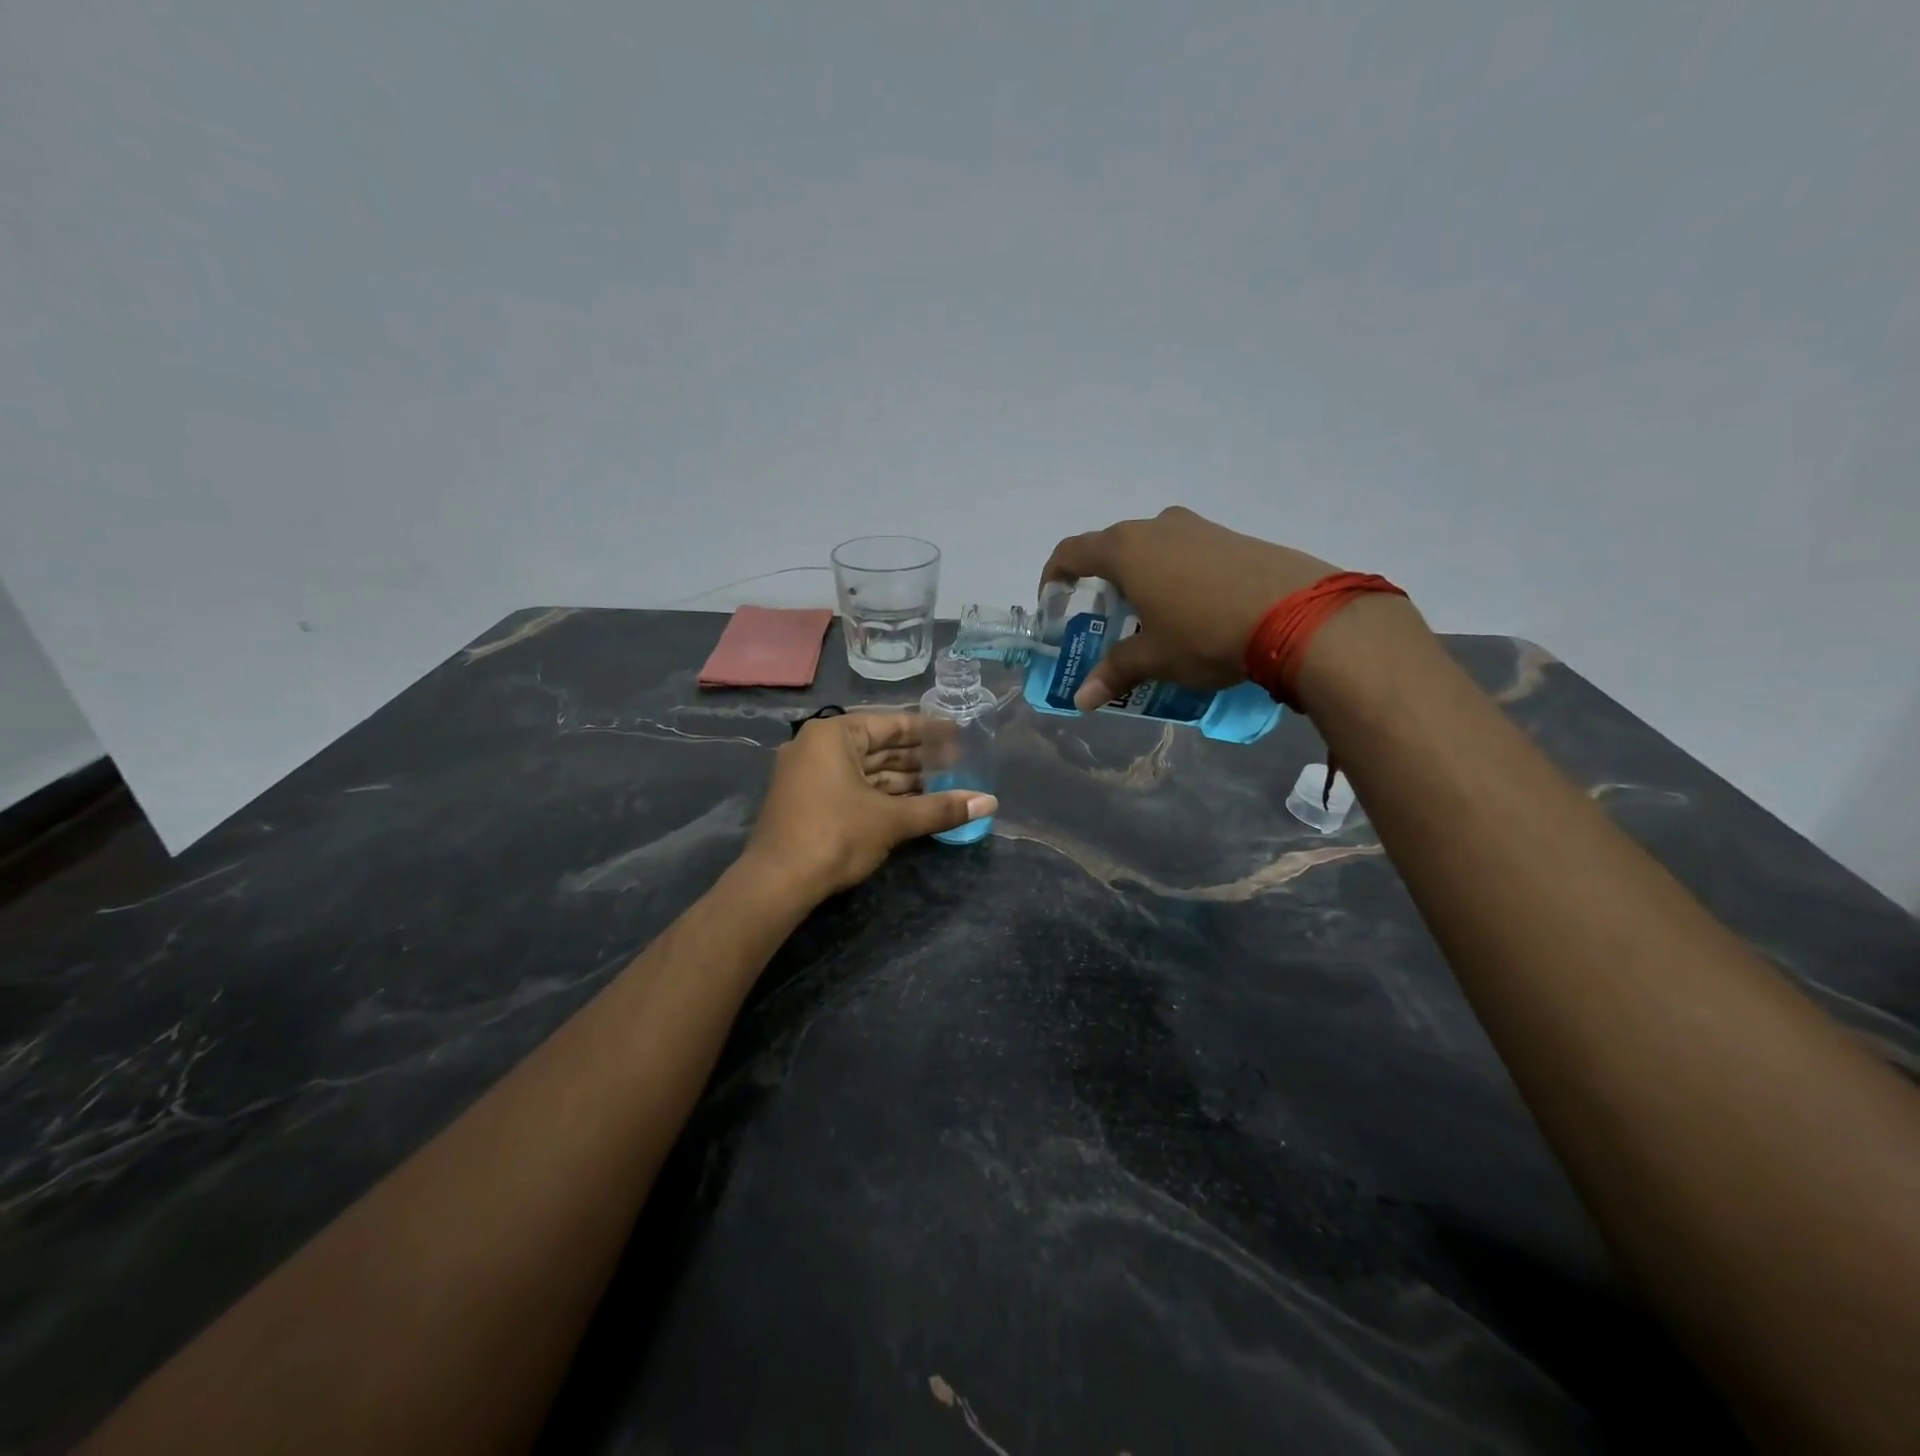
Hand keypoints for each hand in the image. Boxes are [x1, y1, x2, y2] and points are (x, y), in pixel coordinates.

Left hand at [744, 712, 996, 899]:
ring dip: (904, 780)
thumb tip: (991, 803)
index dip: (928, 731)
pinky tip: (915, 804)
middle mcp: (817, 747)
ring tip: (945, 785)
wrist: (777, 883)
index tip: (958, 735)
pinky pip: (854, 788)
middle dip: (919, 758)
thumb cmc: (835, 835)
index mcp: (833, 735)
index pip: (891, 724)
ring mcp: (809, 775)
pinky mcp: (809, 802)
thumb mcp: (892, 820)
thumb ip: (941, 808)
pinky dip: (883, 796)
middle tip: (959, 763)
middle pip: (879, 747)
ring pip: (867, 771)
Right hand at [1041, 506, 1338, 709]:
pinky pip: (1187, 551)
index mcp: (1126, 549)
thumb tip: (1081, 700)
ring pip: (1153, 547)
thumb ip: (1114, 672)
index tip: (1053, 599)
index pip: (1072, 551)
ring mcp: (1199, 527)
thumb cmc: (1205, 633)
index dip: (1054, 574)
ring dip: (1142, 576)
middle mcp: (1158, 526)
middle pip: (1113, 547)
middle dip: (1102, 581)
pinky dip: (1176, 574)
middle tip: (1106, 618)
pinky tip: (1194, 609)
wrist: (1298, 614)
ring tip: (1151, 616)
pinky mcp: (1233, 536)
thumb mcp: (1154, 658)